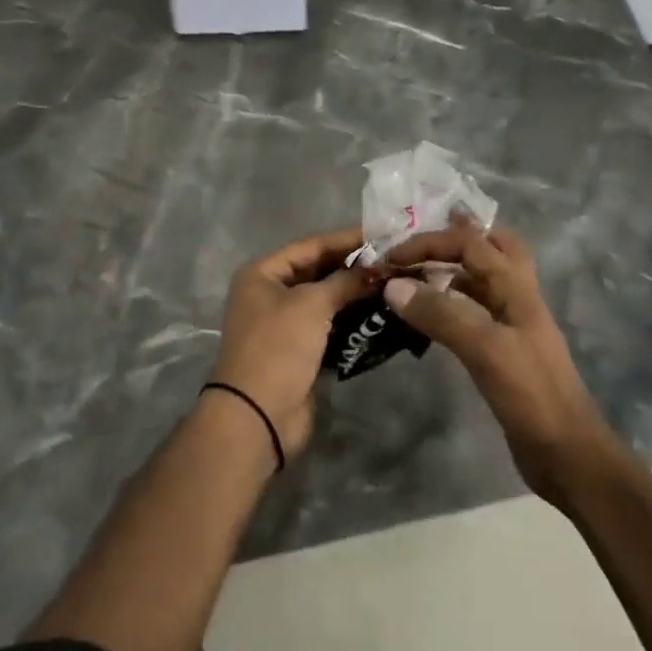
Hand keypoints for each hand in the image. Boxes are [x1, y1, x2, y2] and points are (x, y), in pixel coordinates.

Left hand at [211, 226, 373, 464]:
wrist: (258, 416)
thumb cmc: (279, 347)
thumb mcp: (312, 305)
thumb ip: (345, 281)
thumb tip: (376, 270)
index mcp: (263, 273)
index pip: (311, 245)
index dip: (346, 239)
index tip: (383, 234)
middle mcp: (270, 293)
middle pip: (318, 270)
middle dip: (354, 266)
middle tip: (393, 259)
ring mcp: (284, 323)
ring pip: (326, 298)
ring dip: (355, 292)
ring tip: (392, 282)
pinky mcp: (299, 350)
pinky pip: (329, 324)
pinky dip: (350, 317)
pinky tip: (379, 311)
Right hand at [382, 217, 613, 502]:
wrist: (567, 454)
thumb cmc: (531, 395)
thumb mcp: (485, 349)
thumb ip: (441, 314)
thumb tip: (393, 285)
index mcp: (518, 288)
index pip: (471, 243)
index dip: (430, 242)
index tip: (391, 257)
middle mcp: (517, 299)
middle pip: (492, 249)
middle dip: (457, 238)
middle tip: (420, 242)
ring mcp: (513, 327)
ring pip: (482, 283)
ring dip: (451, 273)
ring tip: (414, 275)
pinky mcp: (504, 354)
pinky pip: (474, 315)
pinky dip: (450, 307)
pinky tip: (429, 319)